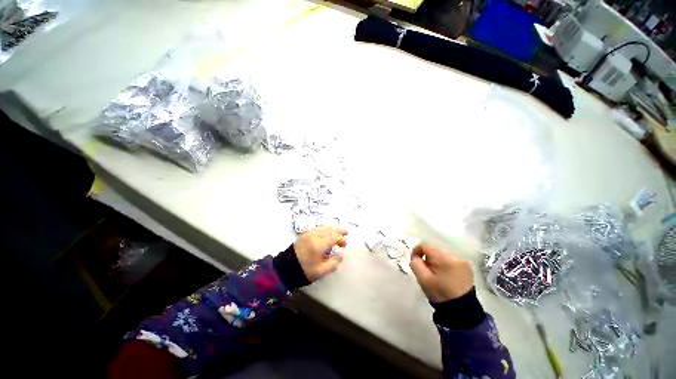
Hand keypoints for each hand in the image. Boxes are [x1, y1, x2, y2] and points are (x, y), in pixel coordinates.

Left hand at [294, 226, 347, 281]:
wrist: (286, 268)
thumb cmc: (305, 271)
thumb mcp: (322, 271)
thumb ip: (334, 263)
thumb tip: (341, 254)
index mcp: (319, 245)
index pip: (334, 237)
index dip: (341, 240)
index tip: (344, 246)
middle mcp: (314, 236)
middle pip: (330, 229)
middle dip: (339, 230)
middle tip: (346, 232)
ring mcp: (309, 233)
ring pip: (323, 227)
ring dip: (332, 228)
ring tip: (338, 230)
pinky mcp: (305, 234)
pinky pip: (317, 227)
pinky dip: (324, 228)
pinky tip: (327, 231)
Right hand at [409, 243, 473, 302]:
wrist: (461, 310)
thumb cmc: (440, 293)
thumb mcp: (422, 279)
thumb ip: (415, 264)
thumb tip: (415, 256)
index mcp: (443, 258)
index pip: (424, 245)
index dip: (416, 251)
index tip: (415, 261)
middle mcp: (454, 256)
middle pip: (434, 250)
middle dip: (427, 259)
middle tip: (426, 271)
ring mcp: (463, 262)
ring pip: (442, 256)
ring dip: (436, 262)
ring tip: (436, 275)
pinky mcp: (467, 268)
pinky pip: (451, 261)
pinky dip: (445, 266)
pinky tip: (445, 276)